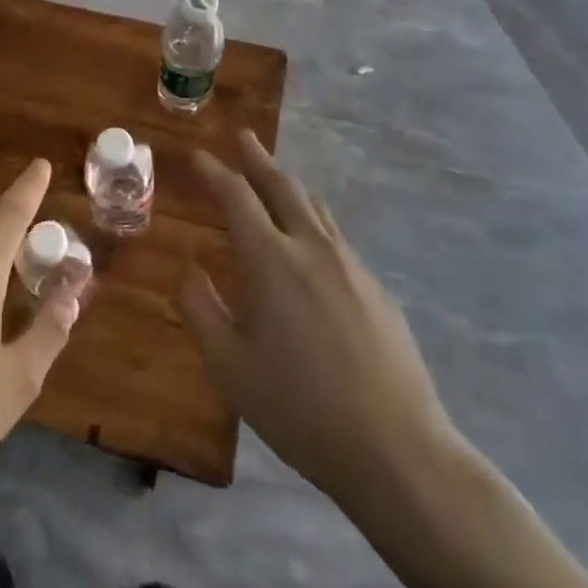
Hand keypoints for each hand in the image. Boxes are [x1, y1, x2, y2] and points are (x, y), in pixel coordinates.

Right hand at [180, 131, 462, 519]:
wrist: (398, 451)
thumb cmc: (300, 409)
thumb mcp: (230, 367)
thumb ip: (202, 311)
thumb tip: (190, 272)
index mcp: (271, 261)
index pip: (237, 198)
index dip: (215, 172)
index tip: (198, 156)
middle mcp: (313, 249)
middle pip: (282, 188)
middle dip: (258, 159)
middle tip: (242, 136)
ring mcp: (352, 267)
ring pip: (316, 208)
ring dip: (289, 186)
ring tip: (273, 178)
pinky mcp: (377, 290)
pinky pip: (337, 238)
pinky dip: (313, 221)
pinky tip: (310, 244)